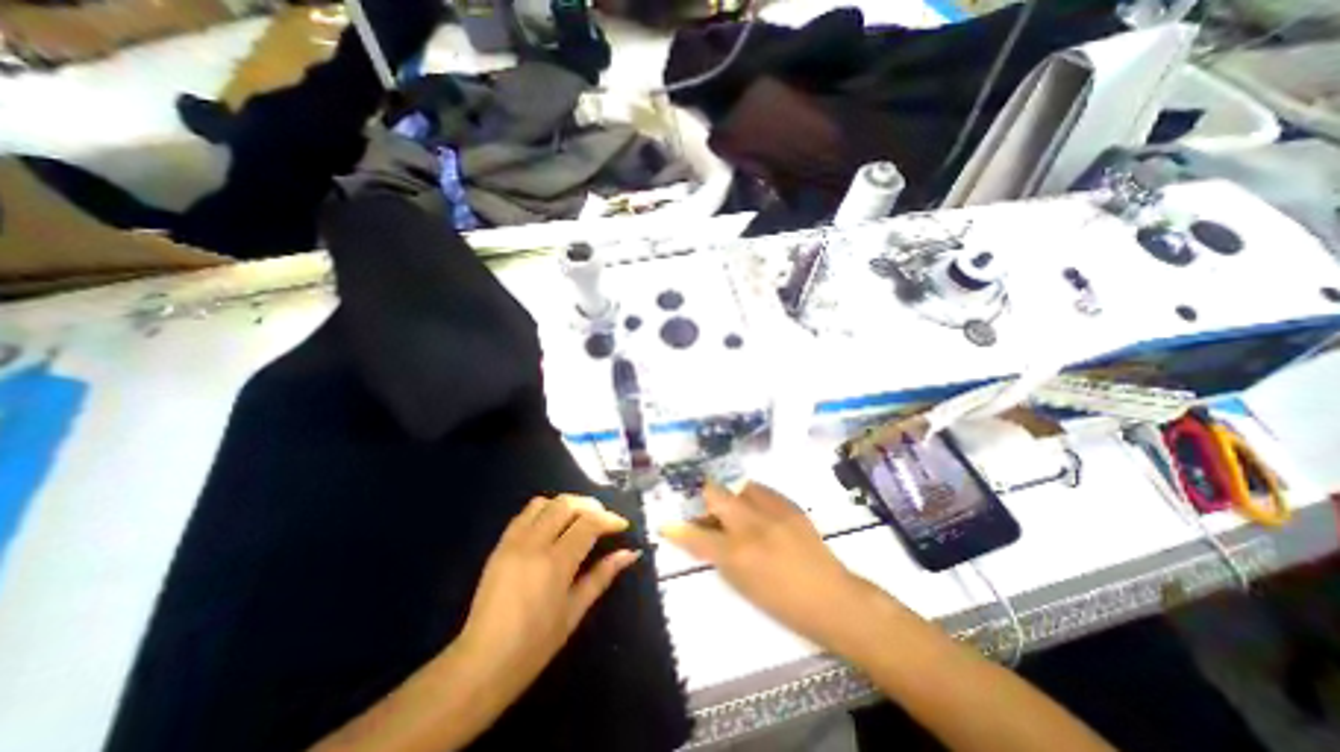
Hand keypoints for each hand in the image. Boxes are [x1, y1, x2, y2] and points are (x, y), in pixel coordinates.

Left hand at [456, 495, 642, 714]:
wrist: (481, 665)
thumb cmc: (535, 645)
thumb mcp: (575, 611)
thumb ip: (602, 575)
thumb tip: (630, 553)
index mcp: (555, 563)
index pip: (588, 523)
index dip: (609, 519)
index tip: (622, 526)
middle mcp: (534, 544)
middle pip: (567, 504)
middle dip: (591, 506)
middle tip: (604, 520)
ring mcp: (513, 542)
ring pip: (545, 502)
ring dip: (567, 504)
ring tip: (579, 519)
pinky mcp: (500, 545)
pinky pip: (525, 513)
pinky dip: (544, 510)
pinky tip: (553, 526)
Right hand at [658, 486, 881, 650]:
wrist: (832, 597)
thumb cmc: (783, 602)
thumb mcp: (743, 584)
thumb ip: (718, 555)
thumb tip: (702, 535)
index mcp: (738, 554)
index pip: (696, 536)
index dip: (677, 529)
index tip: (667, 524)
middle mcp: (752, 525)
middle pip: (716, 494)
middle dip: (705, 498)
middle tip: (707, 511)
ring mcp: (773, 511)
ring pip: (738, 485)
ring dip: (730, 496)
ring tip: (734, 509)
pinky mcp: (789, 505)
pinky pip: (761, 490)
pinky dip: (751, 496)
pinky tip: (755, 509)